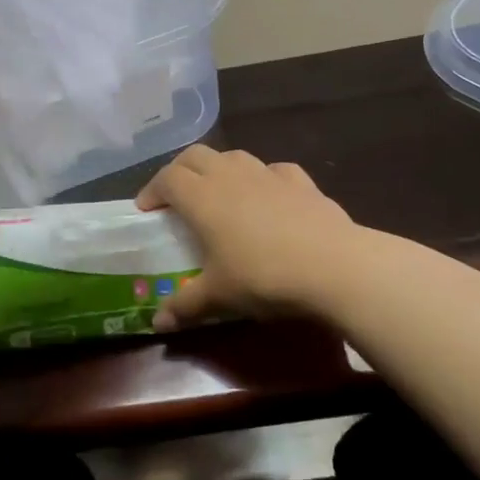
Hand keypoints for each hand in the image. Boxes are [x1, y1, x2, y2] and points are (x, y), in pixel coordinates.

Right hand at [136, 146, 360, 330]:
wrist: (333, 265)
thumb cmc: (263, 277)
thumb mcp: (219, 296)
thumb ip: (185, 306)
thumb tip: (157, 323)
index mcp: (202, 197)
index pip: (167, 178)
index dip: (152, 190)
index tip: (146, 209)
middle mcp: (230, 175)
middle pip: (195, 156)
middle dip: (180, 170)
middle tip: (176, 195)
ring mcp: (267, 173)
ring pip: (233, 156)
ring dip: (219, 168)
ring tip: (219, 193)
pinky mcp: (300, 180)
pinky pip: (273, 170)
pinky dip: (262, 178)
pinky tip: (268, 196)